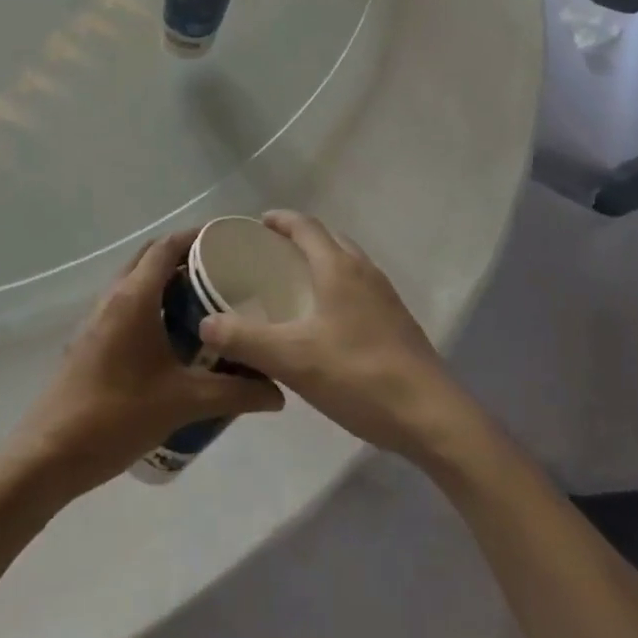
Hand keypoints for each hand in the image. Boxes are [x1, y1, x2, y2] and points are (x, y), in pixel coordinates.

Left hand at [1, 230, 283, 502]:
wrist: (51, 453)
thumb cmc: (118, 416)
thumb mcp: (184, 403)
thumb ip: (234, 393)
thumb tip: (279, 392)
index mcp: (134, 297)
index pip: (167, 246)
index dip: (197, 236)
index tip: (229, 240)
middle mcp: (113, 295)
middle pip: (150, 257)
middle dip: (184, 256)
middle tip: (222, 271)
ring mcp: (97, 316)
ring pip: (136, 280)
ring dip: (166, 280)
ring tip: (205, 301)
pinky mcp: (91, 338)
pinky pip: (126, 303)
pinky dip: (152, 302)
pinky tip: (174, 336)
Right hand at [197, 211, 472, 462]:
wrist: (432, 417)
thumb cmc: (358, 376)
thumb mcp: (292, 360)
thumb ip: (245, 339)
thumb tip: (205, 323)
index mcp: (338, 267)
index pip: (305, 226)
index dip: (280, 220)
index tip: (257, 224)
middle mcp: (363, 271)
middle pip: (328, 239)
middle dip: (299, 239)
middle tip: (270, 255)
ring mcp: (385, 296)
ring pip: (346, 263)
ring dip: (320, 262)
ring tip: (294, 284)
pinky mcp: (397, 321)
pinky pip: (359, 287)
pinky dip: (336, 286)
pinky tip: (325, 321)